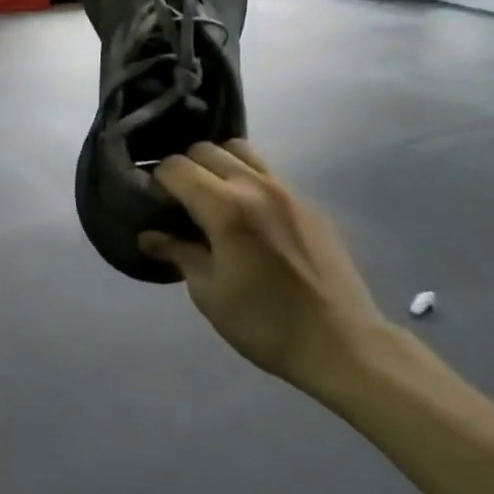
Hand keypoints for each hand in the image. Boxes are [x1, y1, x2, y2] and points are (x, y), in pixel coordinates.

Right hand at [140, 140, 392, 401]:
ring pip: (240, 150)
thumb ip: (178, 254)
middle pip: (206, 149)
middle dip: (184, 167)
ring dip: (217, 164)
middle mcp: (254, 186)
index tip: (151, 201)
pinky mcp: (308, 203)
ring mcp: (287, 190)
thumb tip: (149, 236)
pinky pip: (268, 172)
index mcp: (225, 208)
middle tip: (178, 199)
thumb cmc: (265, 324)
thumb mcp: (209, 294)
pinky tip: (247, 214)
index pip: (176, 167)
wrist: (343, 344)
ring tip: (212, 196)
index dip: (157, 180)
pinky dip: (247, 178)